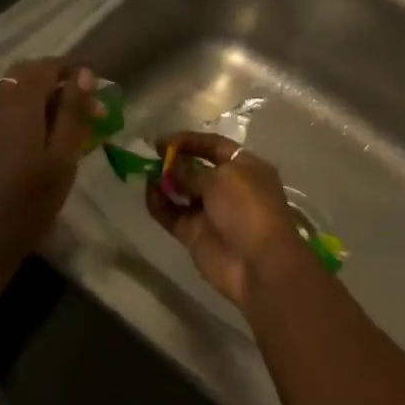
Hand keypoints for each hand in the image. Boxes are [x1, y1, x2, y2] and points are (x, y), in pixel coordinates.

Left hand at [0, 59, 98, 272]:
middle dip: (55, 79)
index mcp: (18, 105)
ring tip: (64, 122)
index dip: (72, 69)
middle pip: (24, 75)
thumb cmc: (29, 204)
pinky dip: (22, 112)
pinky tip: (35, 139)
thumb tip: (84, 74)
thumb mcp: (62, 159)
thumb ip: (73, 113)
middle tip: (83, 101)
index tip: (97, 83)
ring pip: (10, 93)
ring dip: (38, 96)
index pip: (46, 67)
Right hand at [144, 131, 321, 309]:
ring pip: (182, 192)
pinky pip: (172, 214)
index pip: (214, 146)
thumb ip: (191, 171)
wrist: (258, 264)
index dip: (189, 141)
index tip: (162, 141)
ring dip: (164, 182)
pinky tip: (148, 193)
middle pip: (196, 168)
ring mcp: (210, 212)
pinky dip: (159, 204)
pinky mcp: (195, 233)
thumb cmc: (247, 209)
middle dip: (174, 162)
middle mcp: (228, 187)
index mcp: (245, 167)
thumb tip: (172, 170)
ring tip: (145, 173)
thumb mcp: (222, 179)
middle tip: (150, 157)